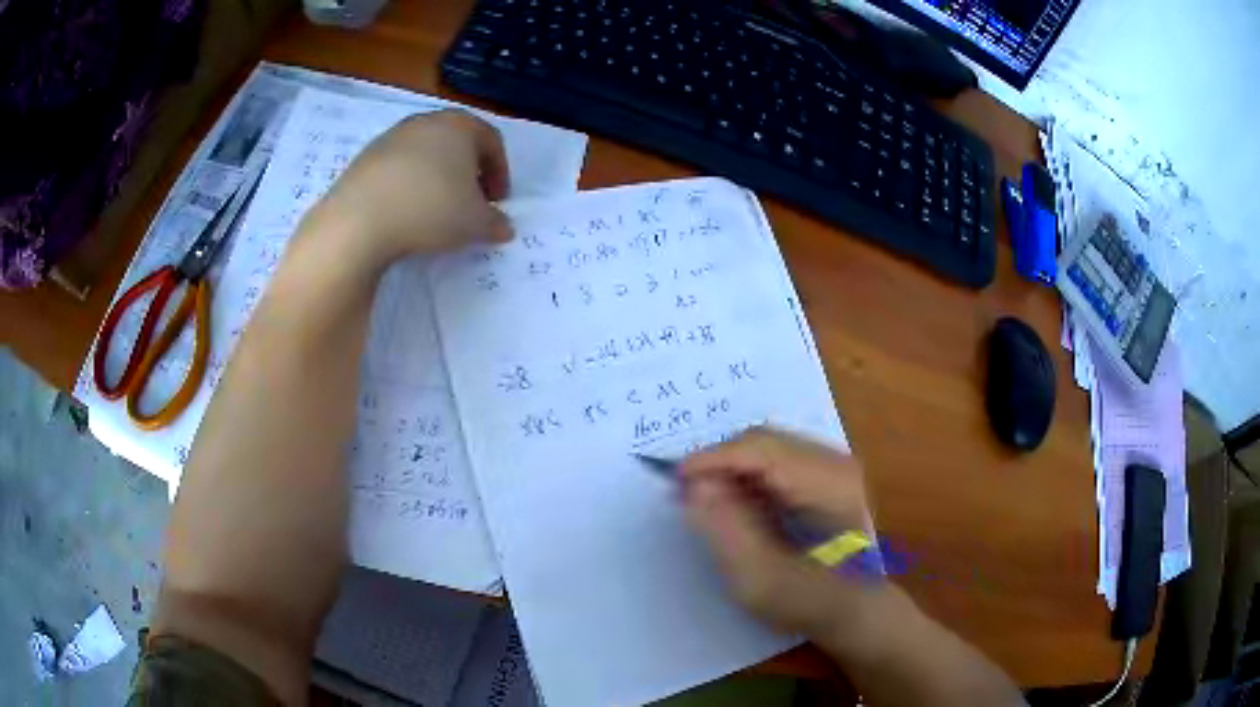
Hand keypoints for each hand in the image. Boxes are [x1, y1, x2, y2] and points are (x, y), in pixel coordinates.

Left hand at [301, 110, 512, 268]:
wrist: (359, 220)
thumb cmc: (431, 209)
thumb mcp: (475, 223)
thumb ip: (495, 223)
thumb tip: (504, 227)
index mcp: (460, 126)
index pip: (492, 142)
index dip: (501, 172)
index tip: (498, 202)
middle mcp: (426, 122)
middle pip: (457, 143)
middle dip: (468, 172)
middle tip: (470, 202)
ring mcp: (391, 137)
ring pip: (425, 153)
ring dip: (437, 177)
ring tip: (436, 209)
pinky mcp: (365, 157)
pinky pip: (397, 168)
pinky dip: (407, 184)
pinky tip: (405, 212)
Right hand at [681, 427, 874, 636]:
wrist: (857, 612)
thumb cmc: (812, 602)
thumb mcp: (761, 577)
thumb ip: (727, 528)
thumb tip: (696, 485)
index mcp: (829, 482)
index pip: (761, 449)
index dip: (713, 459)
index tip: (674, 480)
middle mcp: (834, 461)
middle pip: (763, 440)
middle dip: (720, 463)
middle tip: (687, 495)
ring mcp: (832, 466)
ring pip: (766, 447)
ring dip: (731, 470)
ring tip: (707, 502)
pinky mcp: (824, 478)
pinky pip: (775, 462)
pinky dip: (747, 478)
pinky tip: (735, 505)